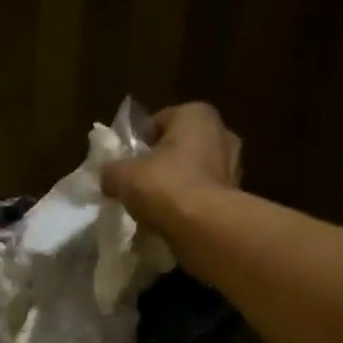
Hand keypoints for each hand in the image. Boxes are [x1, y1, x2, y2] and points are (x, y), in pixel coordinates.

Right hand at [101, 101, 241, 230]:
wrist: (205, 227)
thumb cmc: (165, 186)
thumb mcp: (122, 176)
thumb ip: (111, 170)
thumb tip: (107, 176)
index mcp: (196, 115)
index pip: (159, 121)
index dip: (139, 141)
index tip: (126, 162)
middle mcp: (220, 132)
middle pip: (180, 145)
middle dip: (161, 161)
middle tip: (139, 182)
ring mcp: (233, 165)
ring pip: (194, 169)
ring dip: (177, 182)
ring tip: (154, 204)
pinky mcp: (235, 195)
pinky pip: (203, 193)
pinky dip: (189, 202)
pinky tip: (171, 217)